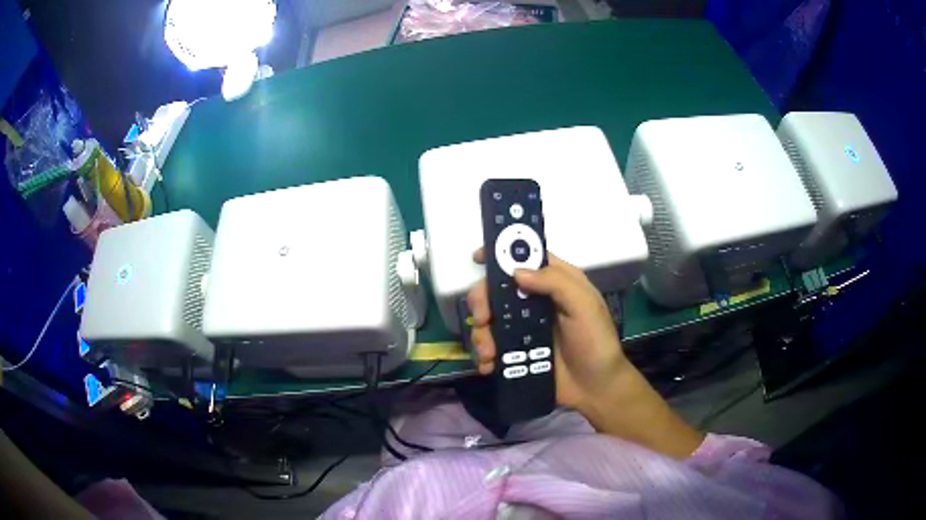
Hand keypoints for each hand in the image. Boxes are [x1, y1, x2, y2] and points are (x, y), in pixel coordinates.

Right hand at [467, 249, 703, 458]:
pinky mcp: (515, 352)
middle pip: (497, 289)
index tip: (477, 258)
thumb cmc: (595, 342)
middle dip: (482, 302)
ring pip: (489, 319)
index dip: (500, 254)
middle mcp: (535, 301)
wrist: (595, 388)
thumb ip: (555, 282)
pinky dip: (483, 355)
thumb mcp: (584, 305)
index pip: (525, 258)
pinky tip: (488, 366)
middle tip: (483, 320)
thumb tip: (516, 272)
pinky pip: (490, 346)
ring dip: (481, 334)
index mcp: (554, 283)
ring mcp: (522, 328)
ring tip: (489, 354)